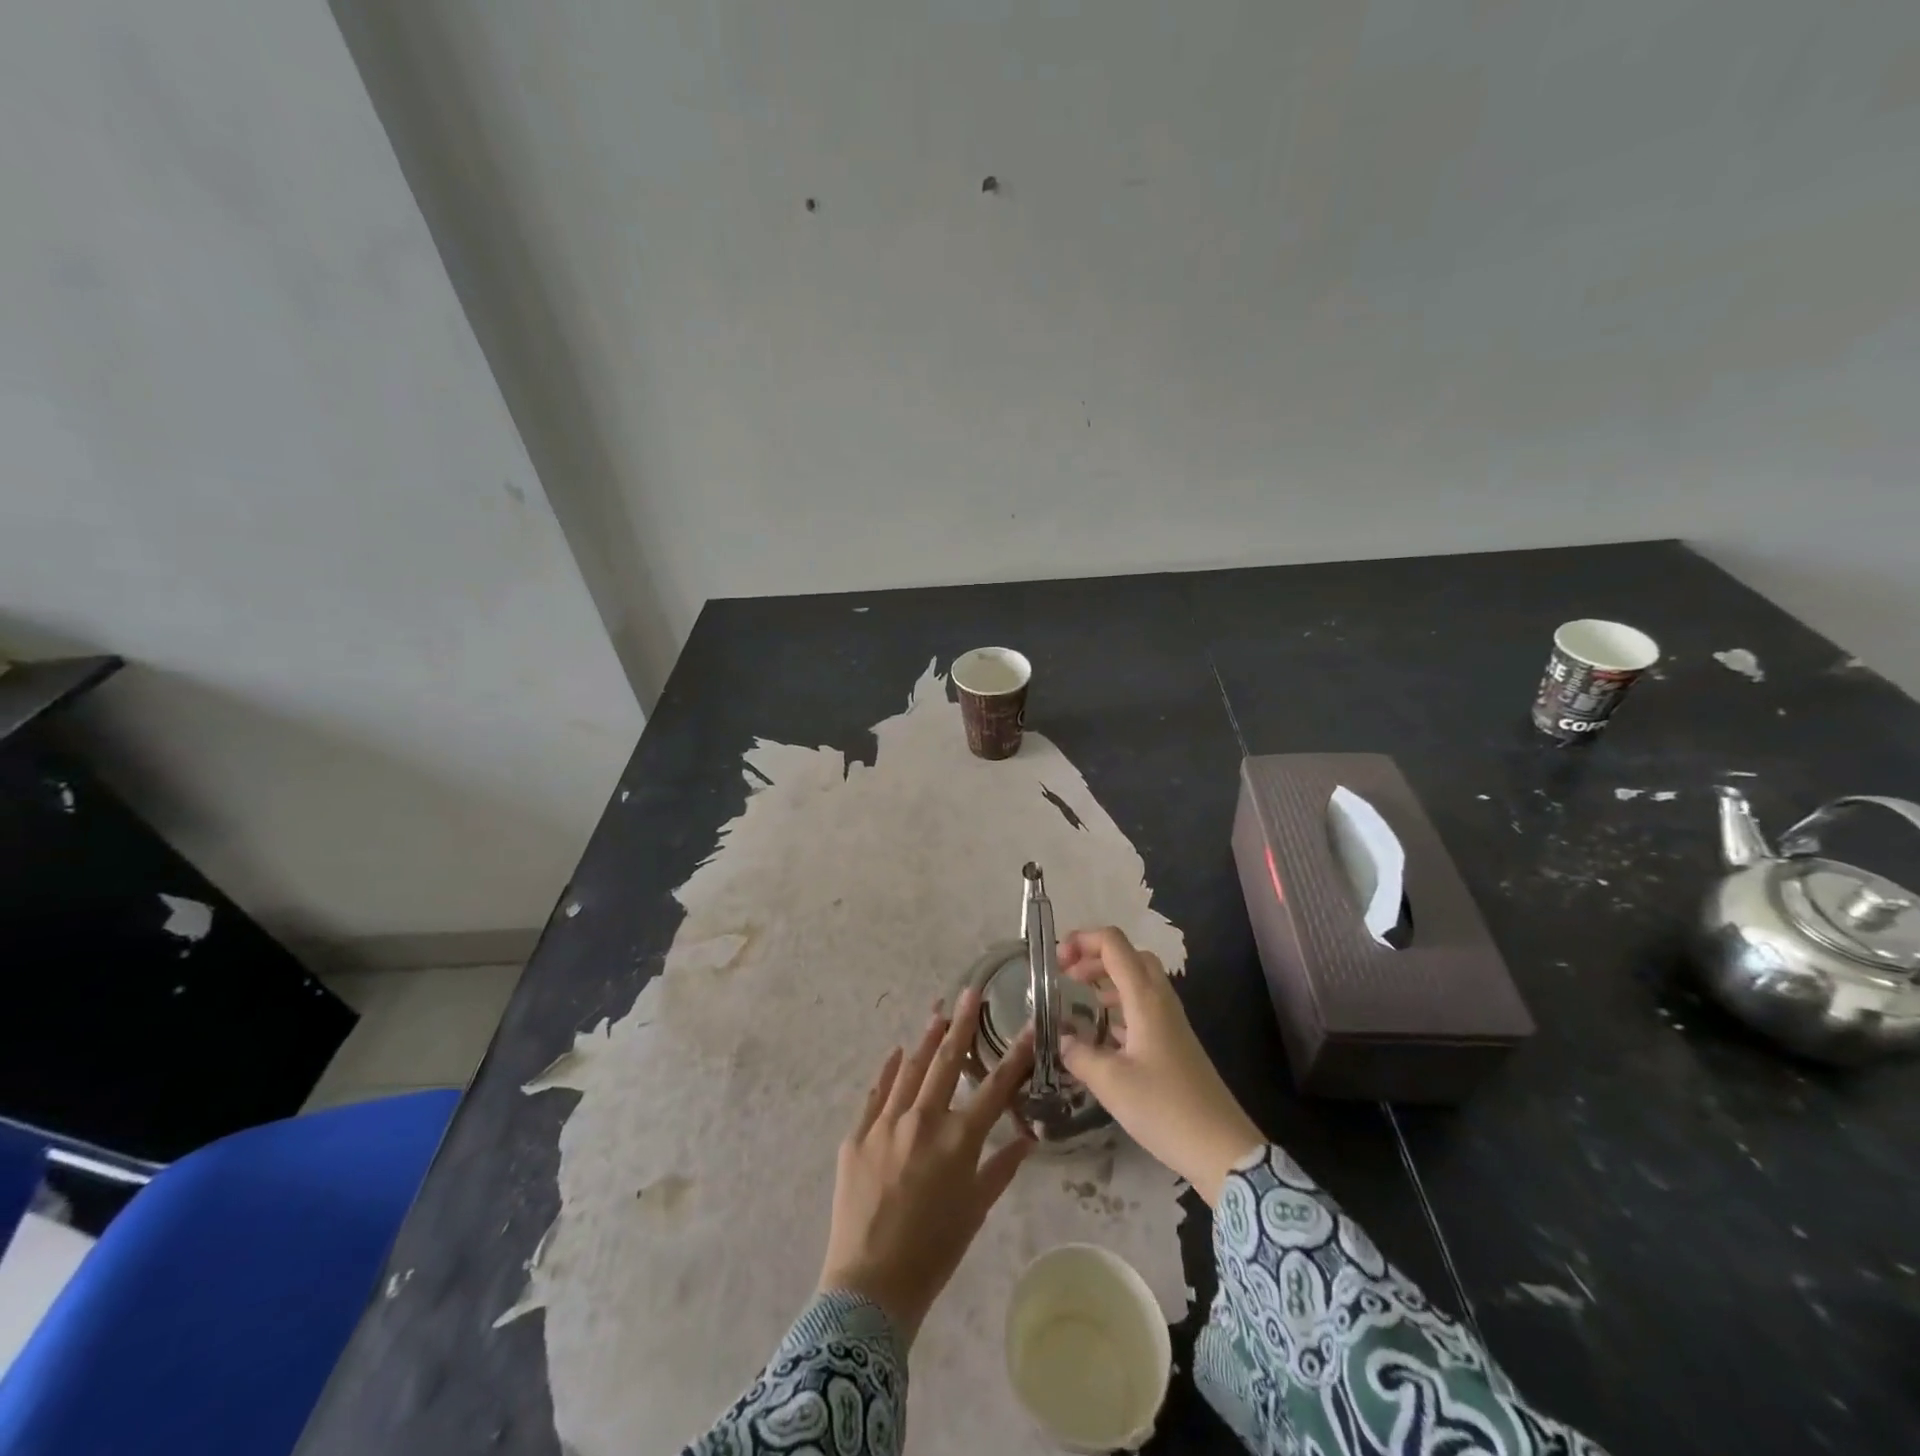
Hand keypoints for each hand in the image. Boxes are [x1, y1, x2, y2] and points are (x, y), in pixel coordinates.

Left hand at [818, 987, 1035, 1343]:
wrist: (870, 1286)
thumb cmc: (934, 1252)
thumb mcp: (976, 1211)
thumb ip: (1002, 1169)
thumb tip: (1028, 1138)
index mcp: (958, 1139)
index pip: (994, 1086)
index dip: (1015, 1055)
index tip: (1028, 1026)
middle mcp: (923, 1119)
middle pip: (947, 1061)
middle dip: (962, 1023)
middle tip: (970, 991)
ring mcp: (886, 1123)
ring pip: (910, 1068)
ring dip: (926, 1039)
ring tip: (938, 1012)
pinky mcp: (857, 1135)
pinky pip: (876, 1093)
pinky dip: (888, 1071)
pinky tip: (896, 1052)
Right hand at [1056, 927, 1265, 1206]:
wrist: (1222, 1148)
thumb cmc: (1165, 1108)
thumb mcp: (1111, 1082)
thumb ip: (1079, 1054)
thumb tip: (1060, 1038)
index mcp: (1145, 998)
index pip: (1113, 943)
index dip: (1082, 940)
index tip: (1056, 962)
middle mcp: (1160, 1000)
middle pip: (1128, 955)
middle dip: (1094, 956)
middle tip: (1067, 976)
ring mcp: (1171, 1020)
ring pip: (1138, 979)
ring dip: (1107, 978)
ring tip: (1080, 999)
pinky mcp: (1175, 1041)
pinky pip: (1144, 1005)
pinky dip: (1120, 1004)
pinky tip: (1103, 1031)